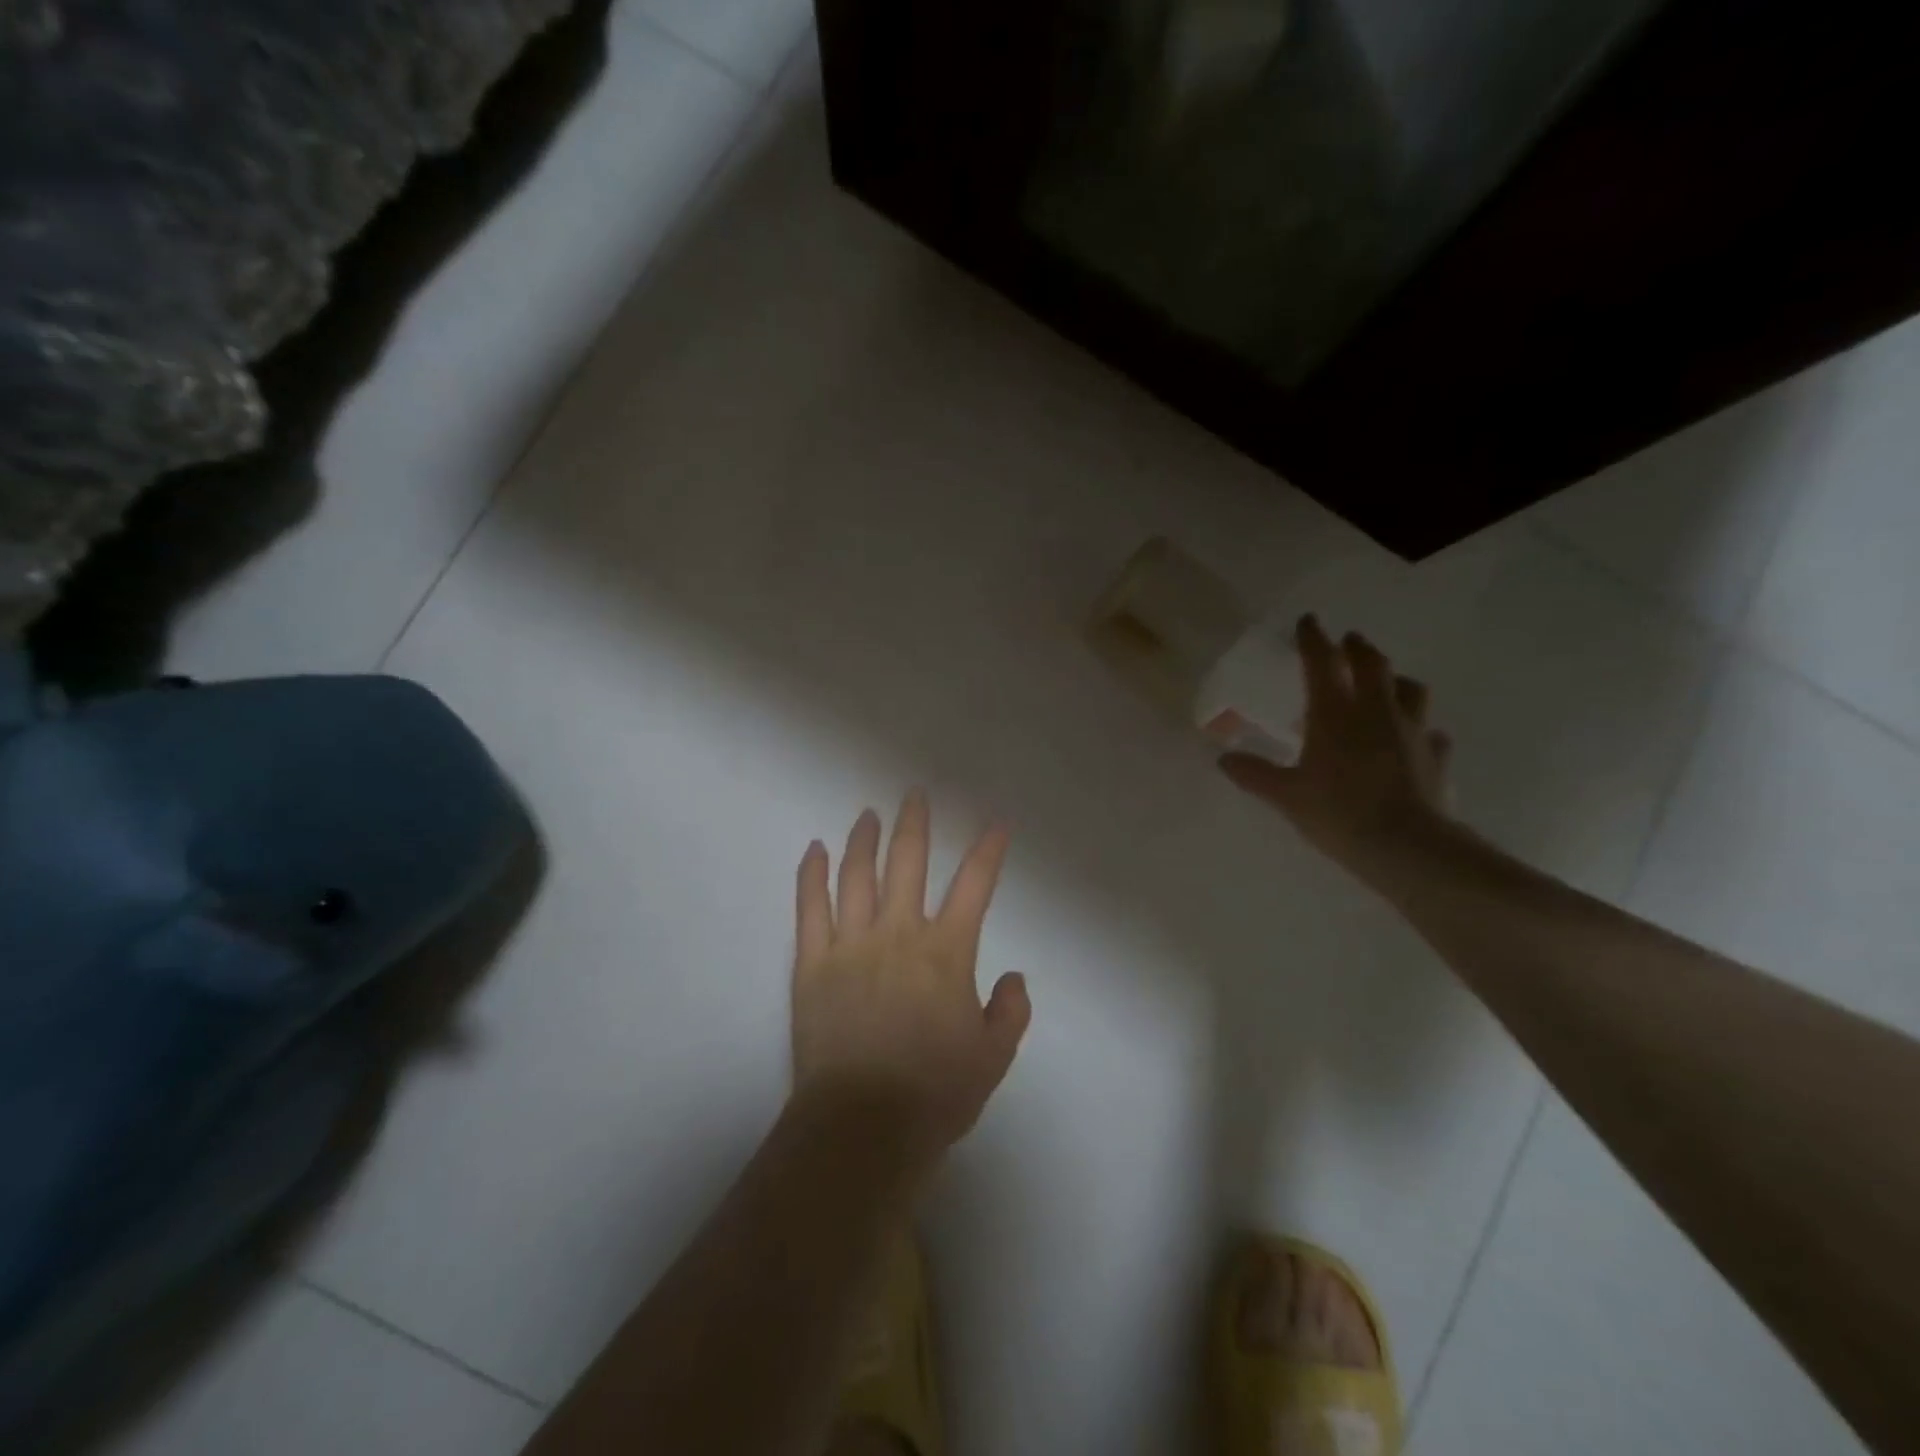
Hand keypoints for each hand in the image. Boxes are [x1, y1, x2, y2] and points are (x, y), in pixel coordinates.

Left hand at [791, 791, 1030, 1157]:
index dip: (988, 851)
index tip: (996, 824)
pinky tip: (815, 850)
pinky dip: (812, 875)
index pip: (975, 886)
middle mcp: (899, 934)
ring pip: (857, 875)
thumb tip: (1013, 977)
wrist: (861, 1126)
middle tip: (915, 795)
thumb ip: (1010, 1012)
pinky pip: (810, 908)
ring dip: (864, 839)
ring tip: (869, 814)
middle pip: (908, 862)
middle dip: (915, 824)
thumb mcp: (993, 1058)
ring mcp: (850, 944)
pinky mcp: (811, 963)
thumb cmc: (934, 1094)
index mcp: (946, 952)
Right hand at [1220, 615, 1453, 888]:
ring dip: (1394, 679)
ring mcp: (1412, 730)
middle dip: (1358, 648)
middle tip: (1349, 641)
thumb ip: (1254, 773)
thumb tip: (1222, 759)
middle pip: (1372, 664)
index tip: (1308, 621)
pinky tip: (1413, 738)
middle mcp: (1375, 711)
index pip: (1321, 663)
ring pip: (1409, 689)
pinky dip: (1419, 727)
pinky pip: (1429, 731)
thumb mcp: (1285, 795)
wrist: (1406, 845)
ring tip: (1386, 682)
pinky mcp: (1435, 755)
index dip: (1313, 639)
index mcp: (1334, 714)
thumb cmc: (1338, 812)